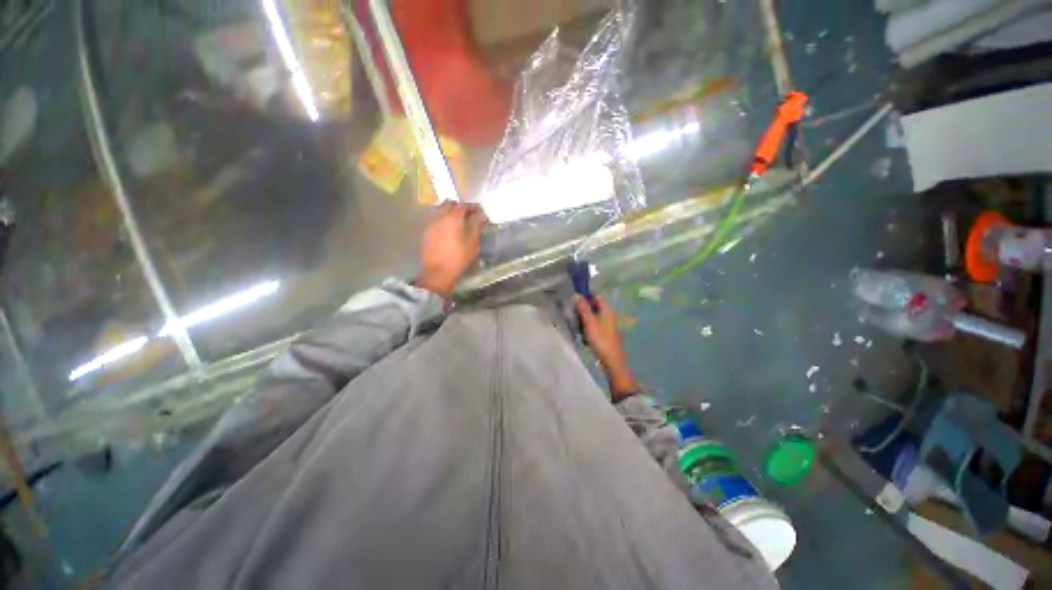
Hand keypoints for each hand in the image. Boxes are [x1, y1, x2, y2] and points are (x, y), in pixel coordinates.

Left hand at [415, 202, 485, 296]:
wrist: (438, 271)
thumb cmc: (459, 257)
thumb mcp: (473, 242)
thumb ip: (477, 226)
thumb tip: (482, 216)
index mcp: (453, 218)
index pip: (463, 206)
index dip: (472, 207)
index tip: (479, 210)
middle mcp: (440, 217)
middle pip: (449, 204)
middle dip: (459, 206)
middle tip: (468, 213)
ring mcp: (431, 224)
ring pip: (439, 210)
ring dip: (449, 211)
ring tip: (457, 220)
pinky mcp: (426, 232)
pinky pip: (435, 218)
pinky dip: (442, 218)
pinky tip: (447, 228)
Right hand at [574, 295, 638, 399]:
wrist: (612, 359)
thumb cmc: (600, 338)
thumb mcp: (589, 321)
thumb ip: (583, 307)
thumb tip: (577, 295)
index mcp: (607, 309)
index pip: (596, 296)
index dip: (585, 296)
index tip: (575, 301)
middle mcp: (610, 314)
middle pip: (594, 306)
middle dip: (583, 310)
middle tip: (574, 315)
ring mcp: (609, 324)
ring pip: (594, 316)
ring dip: (585, 320)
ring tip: (578, 327)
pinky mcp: (607, 333)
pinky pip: (595, 325)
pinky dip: (589, 328)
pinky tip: (584, 336)